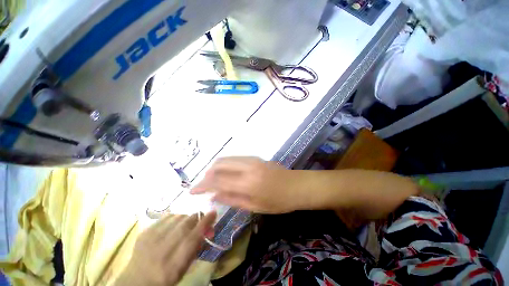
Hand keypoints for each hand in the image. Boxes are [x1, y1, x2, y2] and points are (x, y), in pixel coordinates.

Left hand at [114, 212, 215, 285]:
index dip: (205, 223)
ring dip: (185, 217)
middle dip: (196, 218)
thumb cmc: (165, 277)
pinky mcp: (144, 232)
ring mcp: (150, 239)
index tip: (213, 213)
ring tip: (186, 223)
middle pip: (185, 224)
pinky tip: (174, 223)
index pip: (193, 238)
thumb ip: (196, 248)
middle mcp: (161, 250)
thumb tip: (207, 229)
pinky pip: (165, 217)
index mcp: (173, 265)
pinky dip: (174, 217)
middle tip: (200, 218)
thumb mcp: (184, 268)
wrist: (136, 280)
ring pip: (176, 217)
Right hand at [191, 157, 300, 213]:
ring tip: (213, 180)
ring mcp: (251, 159)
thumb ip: (232, 200)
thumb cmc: (278, 201)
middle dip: (207, 174)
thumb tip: (213, 196)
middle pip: (219, 164)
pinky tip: (226, 174)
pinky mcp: (254, 157)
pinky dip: (225, 165)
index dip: (202, 186)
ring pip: (226, 159)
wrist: (296, 186)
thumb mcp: (255, 206)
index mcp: (247, 183)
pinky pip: (234, 158)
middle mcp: (247, 167)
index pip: (217, 181)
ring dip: (215, 168)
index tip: (192, 191)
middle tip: (204, 186)